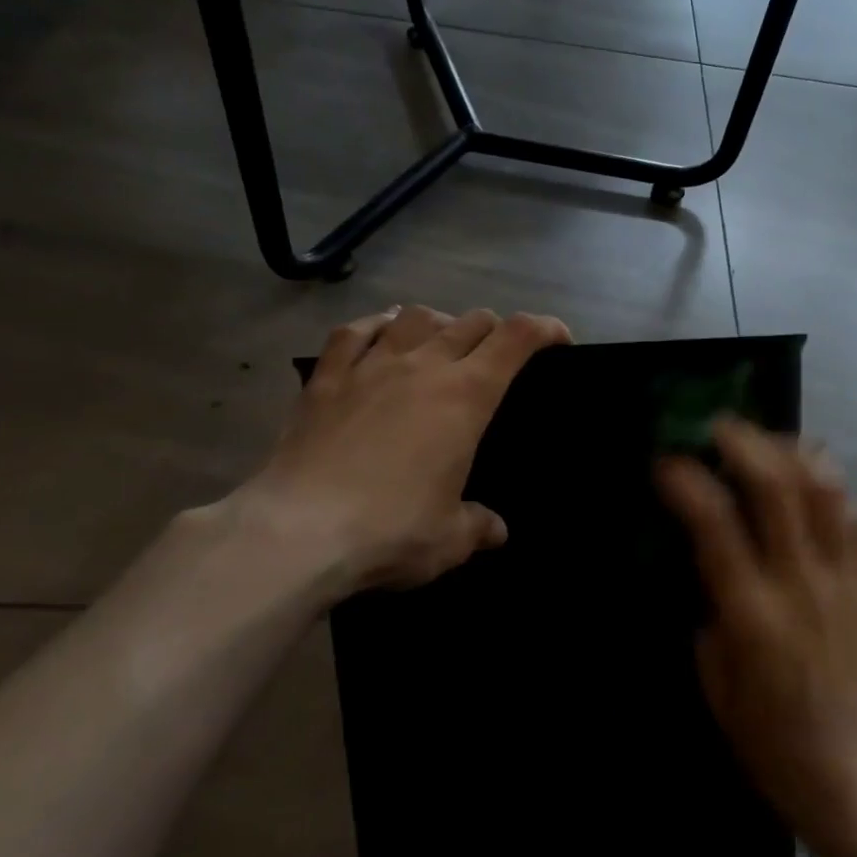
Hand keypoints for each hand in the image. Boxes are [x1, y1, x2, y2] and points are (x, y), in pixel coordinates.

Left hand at [231, 305, 569, 592]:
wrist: (298, 532)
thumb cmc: (391, 530)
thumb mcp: (450, 540)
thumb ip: (478, 526)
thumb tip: (494, 529)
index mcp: (465, 397)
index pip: (516, 339)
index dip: (544, 329)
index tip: (558, 340)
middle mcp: (423, 366)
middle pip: (471, 321)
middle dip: (495, 331)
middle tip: (497, 358)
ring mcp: (370, 366)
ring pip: (415, 316)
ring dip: (439, 322)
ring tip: (440, 342)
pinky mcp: (325, 378)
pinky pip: (352, 332)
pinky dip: (374, 325)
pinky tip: (378, 333)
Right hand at [656, 420, 856, 851]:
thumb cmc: (771, 742)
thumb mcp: (715, 683)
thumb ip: (711, 613)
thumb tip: (709, 565)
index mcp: (752, 612)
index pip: (715, 523)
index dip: (687, 482)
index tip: (667, 462)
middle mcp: (801, 583)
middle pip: (778, 486)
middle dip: (746, 443)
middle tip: (721, 425)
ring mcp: (844, 581)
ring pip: (826, 491)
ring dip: (794, 452)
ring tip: (770, 440)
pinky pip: (856, 520)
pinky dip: (832, 486)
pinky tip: (813, 479)